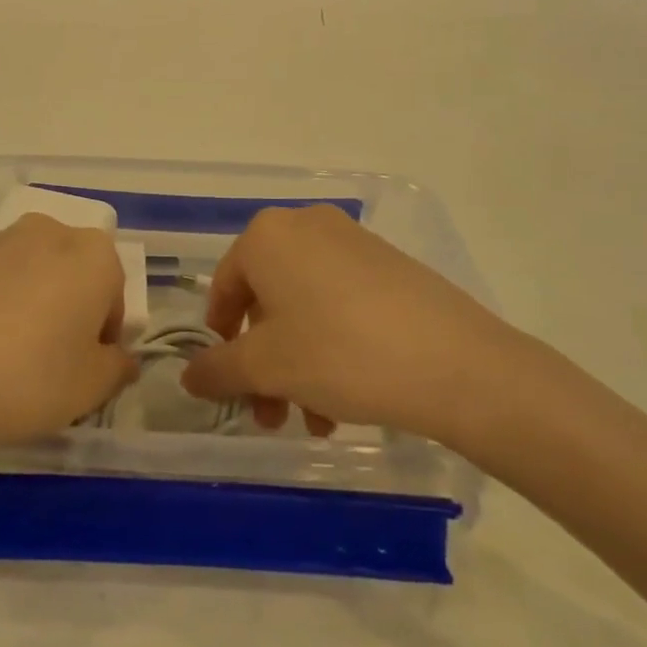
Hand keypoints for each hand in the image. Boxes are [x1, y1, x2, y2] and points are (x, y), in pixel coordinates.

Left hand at [0, 215, 136, 460]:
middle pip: (70, 271)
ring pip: (27, 271)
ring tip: (3, 356)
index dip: (104, 333)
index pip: (113, 292)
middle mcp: (46, 233)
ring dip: (27, 302)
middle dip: (68, 308)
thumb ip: (117, 368)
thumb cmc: (26, 379)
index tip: (85, 367)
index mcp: (91, 255)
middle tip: (49, 359)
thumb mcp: (90, 389)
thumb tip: (119, 358)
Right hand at [180, 205, 538, 452]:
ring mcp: (353, 242)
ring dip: (297, 365)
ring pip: (304, 308)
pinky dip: (331, 346)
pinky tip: (346, 397)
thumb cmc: (340, 353)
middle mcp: (306, 226)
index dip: (219, 339)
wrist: (458, 364)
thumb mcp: (266, 367)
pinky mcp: (390, 265)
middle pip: (266, 301)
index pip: (223, 287)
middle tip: (271, 413)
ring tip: (315, 420)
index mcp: (267, 235)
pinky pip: (341, 303)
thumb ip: (217, 370)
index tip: (229, 382)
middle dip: (263, 363)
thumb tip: (189, 376)